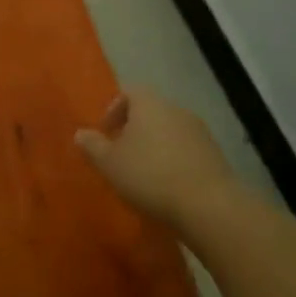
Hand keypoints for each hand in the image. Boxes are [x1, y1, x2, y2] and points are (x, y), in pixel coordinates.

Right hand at [75, 87, 234, 231]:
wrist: (208, 205)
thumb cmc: (150, 175)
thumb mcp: (109, 163)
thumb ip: (92, 146)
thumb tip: (81, 133)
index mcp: (150, 104)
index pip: (129, 91)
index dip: (114, 109)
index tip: (105, 132)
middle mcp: (176, 110)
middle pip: (150, 111)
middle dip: (133, 129)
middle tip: (120, 154)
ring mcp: (199, 132)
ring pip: (169, 131)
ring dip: (154, 146)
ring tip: (143, 173)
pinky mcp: (214, 155)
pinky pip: (186, 150)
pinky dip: (173, 160)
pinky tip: (166, 185)